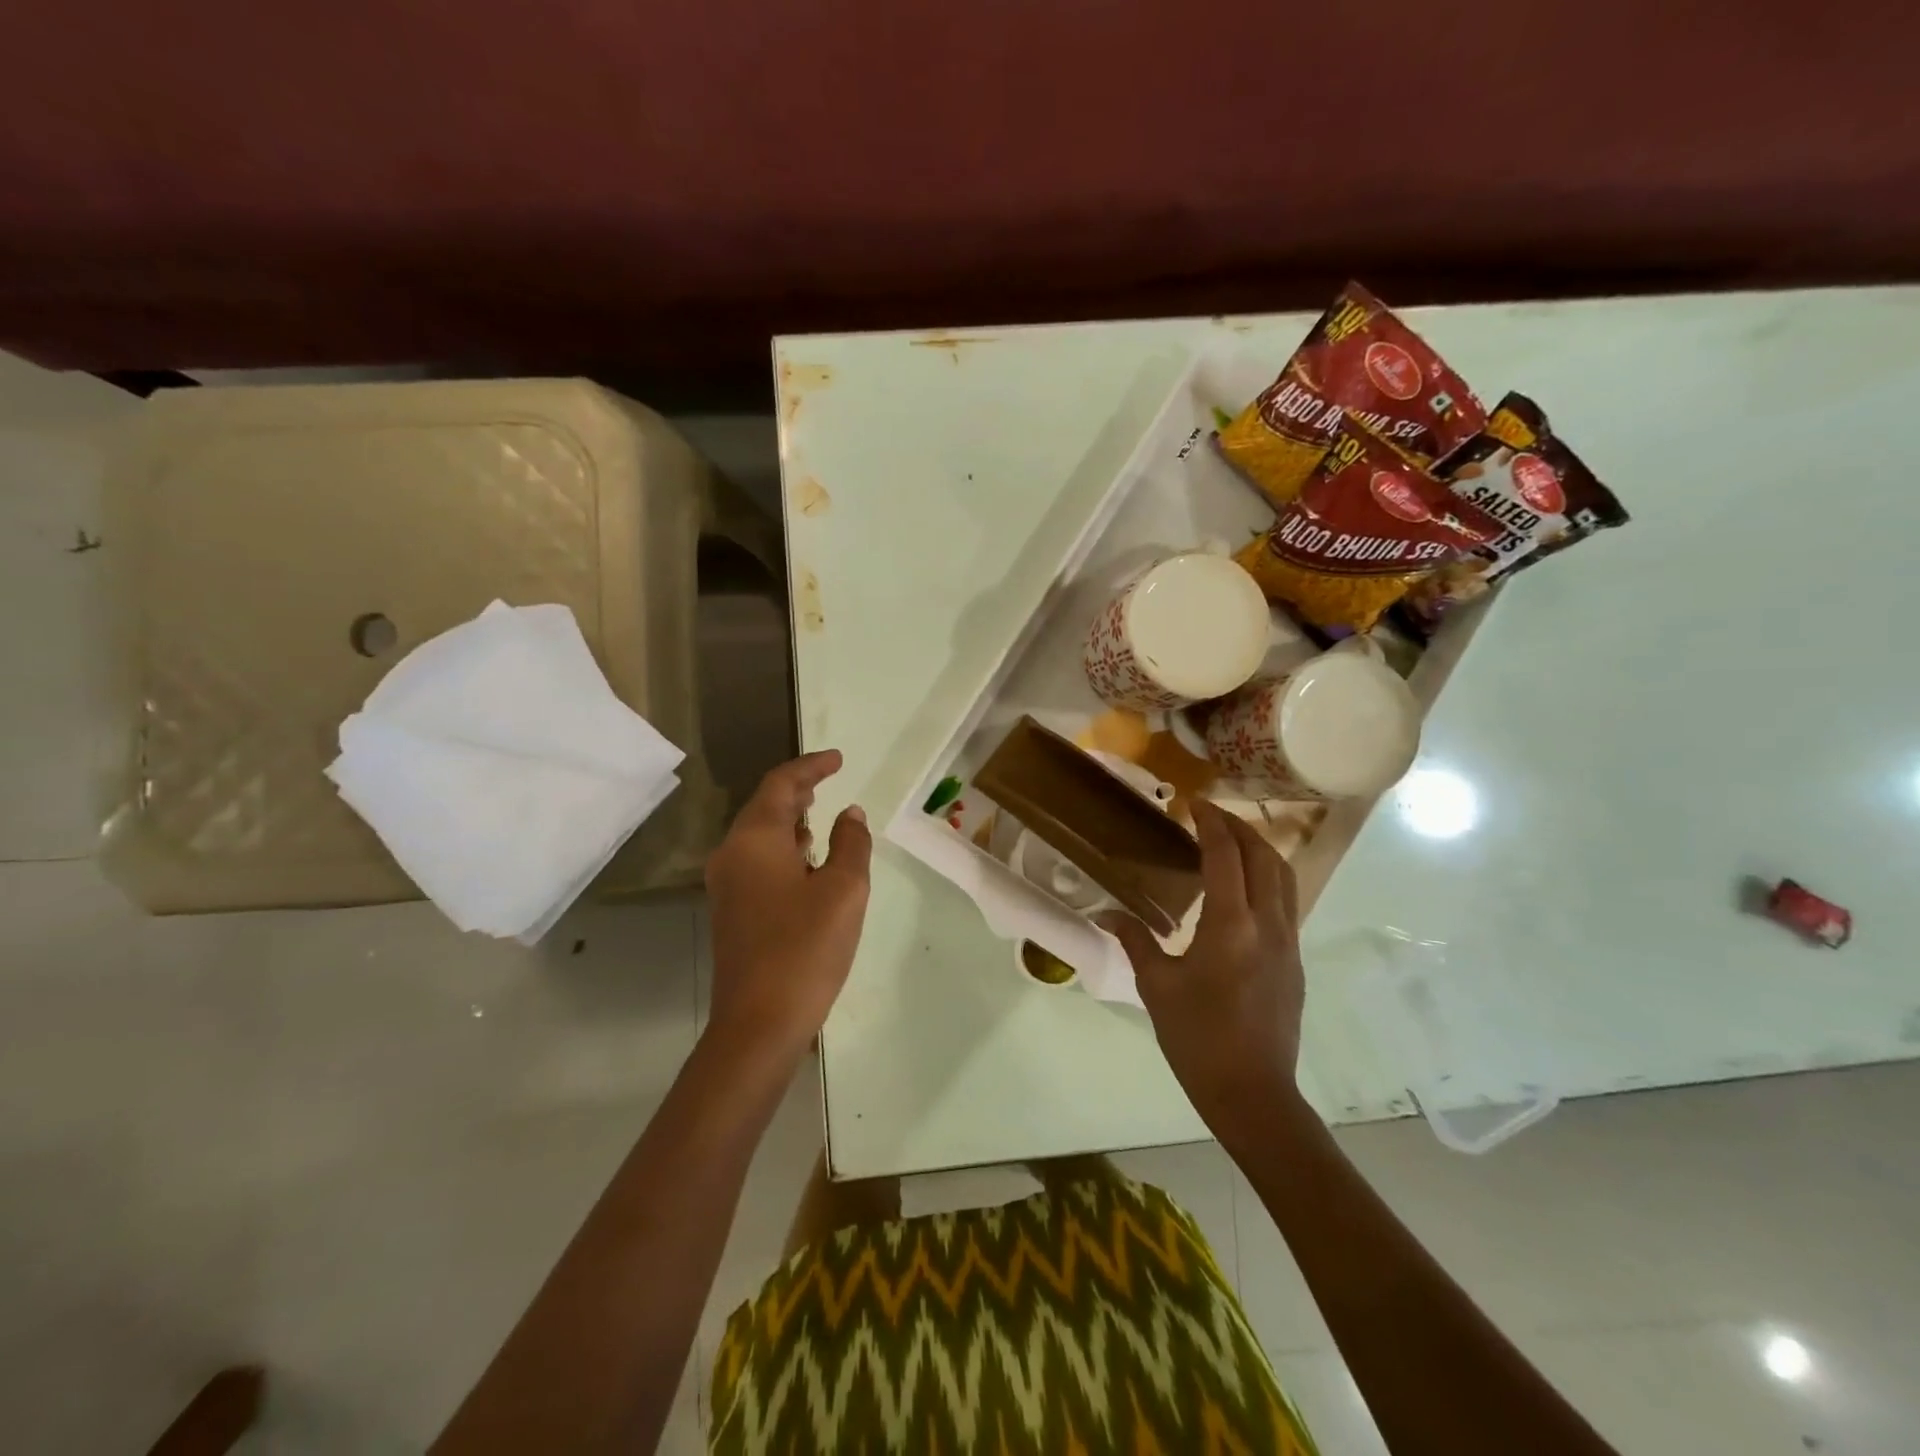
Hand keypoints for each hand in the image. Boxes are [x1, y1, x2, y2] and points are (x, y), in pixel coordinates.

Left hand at [704, 750, 871, 1059]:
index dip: (810, 767)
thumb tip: (849, 815)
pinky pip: (757, 861)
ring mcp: (727, 885)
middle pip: (764, 807)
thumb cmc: (805, 948)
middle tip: (827, 780)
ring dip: (789, 820)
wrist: (758, 1023)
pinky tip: (806, 863)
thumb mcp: (844, 890)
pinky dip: (783, 848)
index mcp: (754, 840)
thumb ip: (850, 844)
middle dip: (797, 791)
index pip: (781, 785)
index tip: (838, 759)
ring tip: (819, 814)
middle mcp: (732, 855)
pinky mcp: (732, 911)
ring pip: (759, 835)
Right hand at [1105, 800, 1305, 1135]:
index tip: (1193, 804)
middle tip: (1211, 816)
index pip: (1226, 855)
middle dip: (1239, 828)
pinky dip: (1268, 878)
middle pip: (1264, 857)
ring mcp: (1287, 942)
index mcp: (1230, 925)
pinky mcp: (1294, 960)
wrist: (1253, 1093)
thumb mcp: (1156, 986)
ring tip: (1232, 842)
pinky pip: (1287, 902)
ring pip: (1284, 877)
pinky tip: (1244, 889)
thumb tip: (1105, 913)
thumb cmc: (1197, 1037)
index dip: (1211, 823)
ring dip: (1260, 850)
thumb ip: (1134, 940)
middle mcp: (1267, 924)